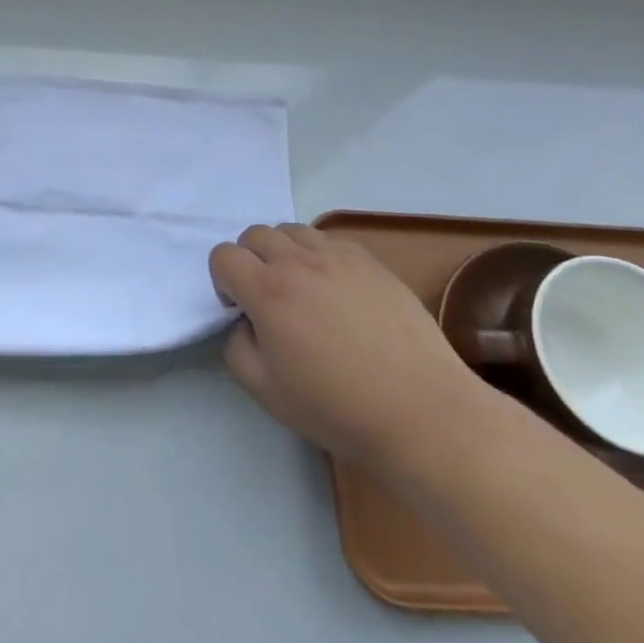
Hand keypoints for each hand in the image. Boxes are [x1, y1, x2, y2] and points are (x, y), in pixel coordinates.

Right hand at [211, 224, 484, 465]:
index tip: (241, 311)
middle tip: (268, 299)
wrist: (420, 411)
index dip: (223, 281)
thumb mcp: (263, 390)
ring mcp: (338, 257)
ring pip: (292, 231)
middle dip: (249, 261)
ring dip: (284, 253)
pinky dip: (319, 256)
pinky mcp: (371, 262)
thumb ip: (236, 346)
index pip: (223, 255)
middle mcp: (299, 262)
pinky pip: (329, 240)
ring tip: (302, 290)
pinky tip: (336, 291)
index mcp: (267, 291)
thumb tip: (244, 321)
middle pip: (255, 235)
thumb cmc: (335, 406)